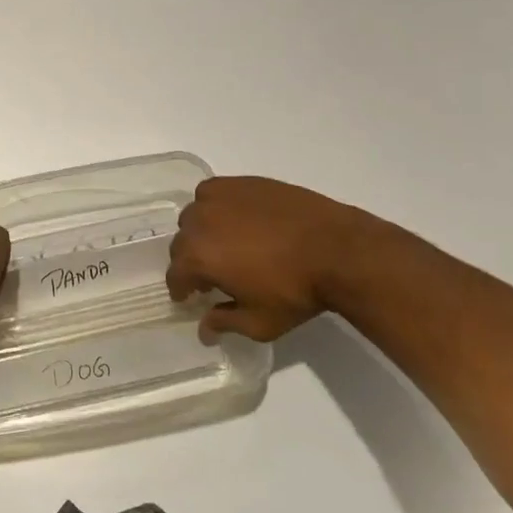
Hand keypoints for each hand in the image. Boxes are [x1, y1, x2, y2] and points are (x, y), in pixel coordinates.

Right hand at [166, 176, 403, 340]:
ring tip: (224, 243)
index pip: (174, 275)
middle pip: (181, 243)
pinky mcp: (239, 182)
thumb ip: (225, 323)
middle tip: (212, 274)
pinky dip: (216, 206)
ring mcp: (218, 198)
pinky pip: (213, 193)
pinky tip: (236, 218)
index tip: (190, 297)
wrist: (337, 250)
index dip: (181, 289)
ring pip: (195, 215)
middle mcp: (199, 222)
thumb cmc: (295, 291)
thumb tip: (204, 329)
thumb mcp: (260, 322)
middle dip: (191, 261)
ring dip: (201, 231)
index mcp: (198, 257)